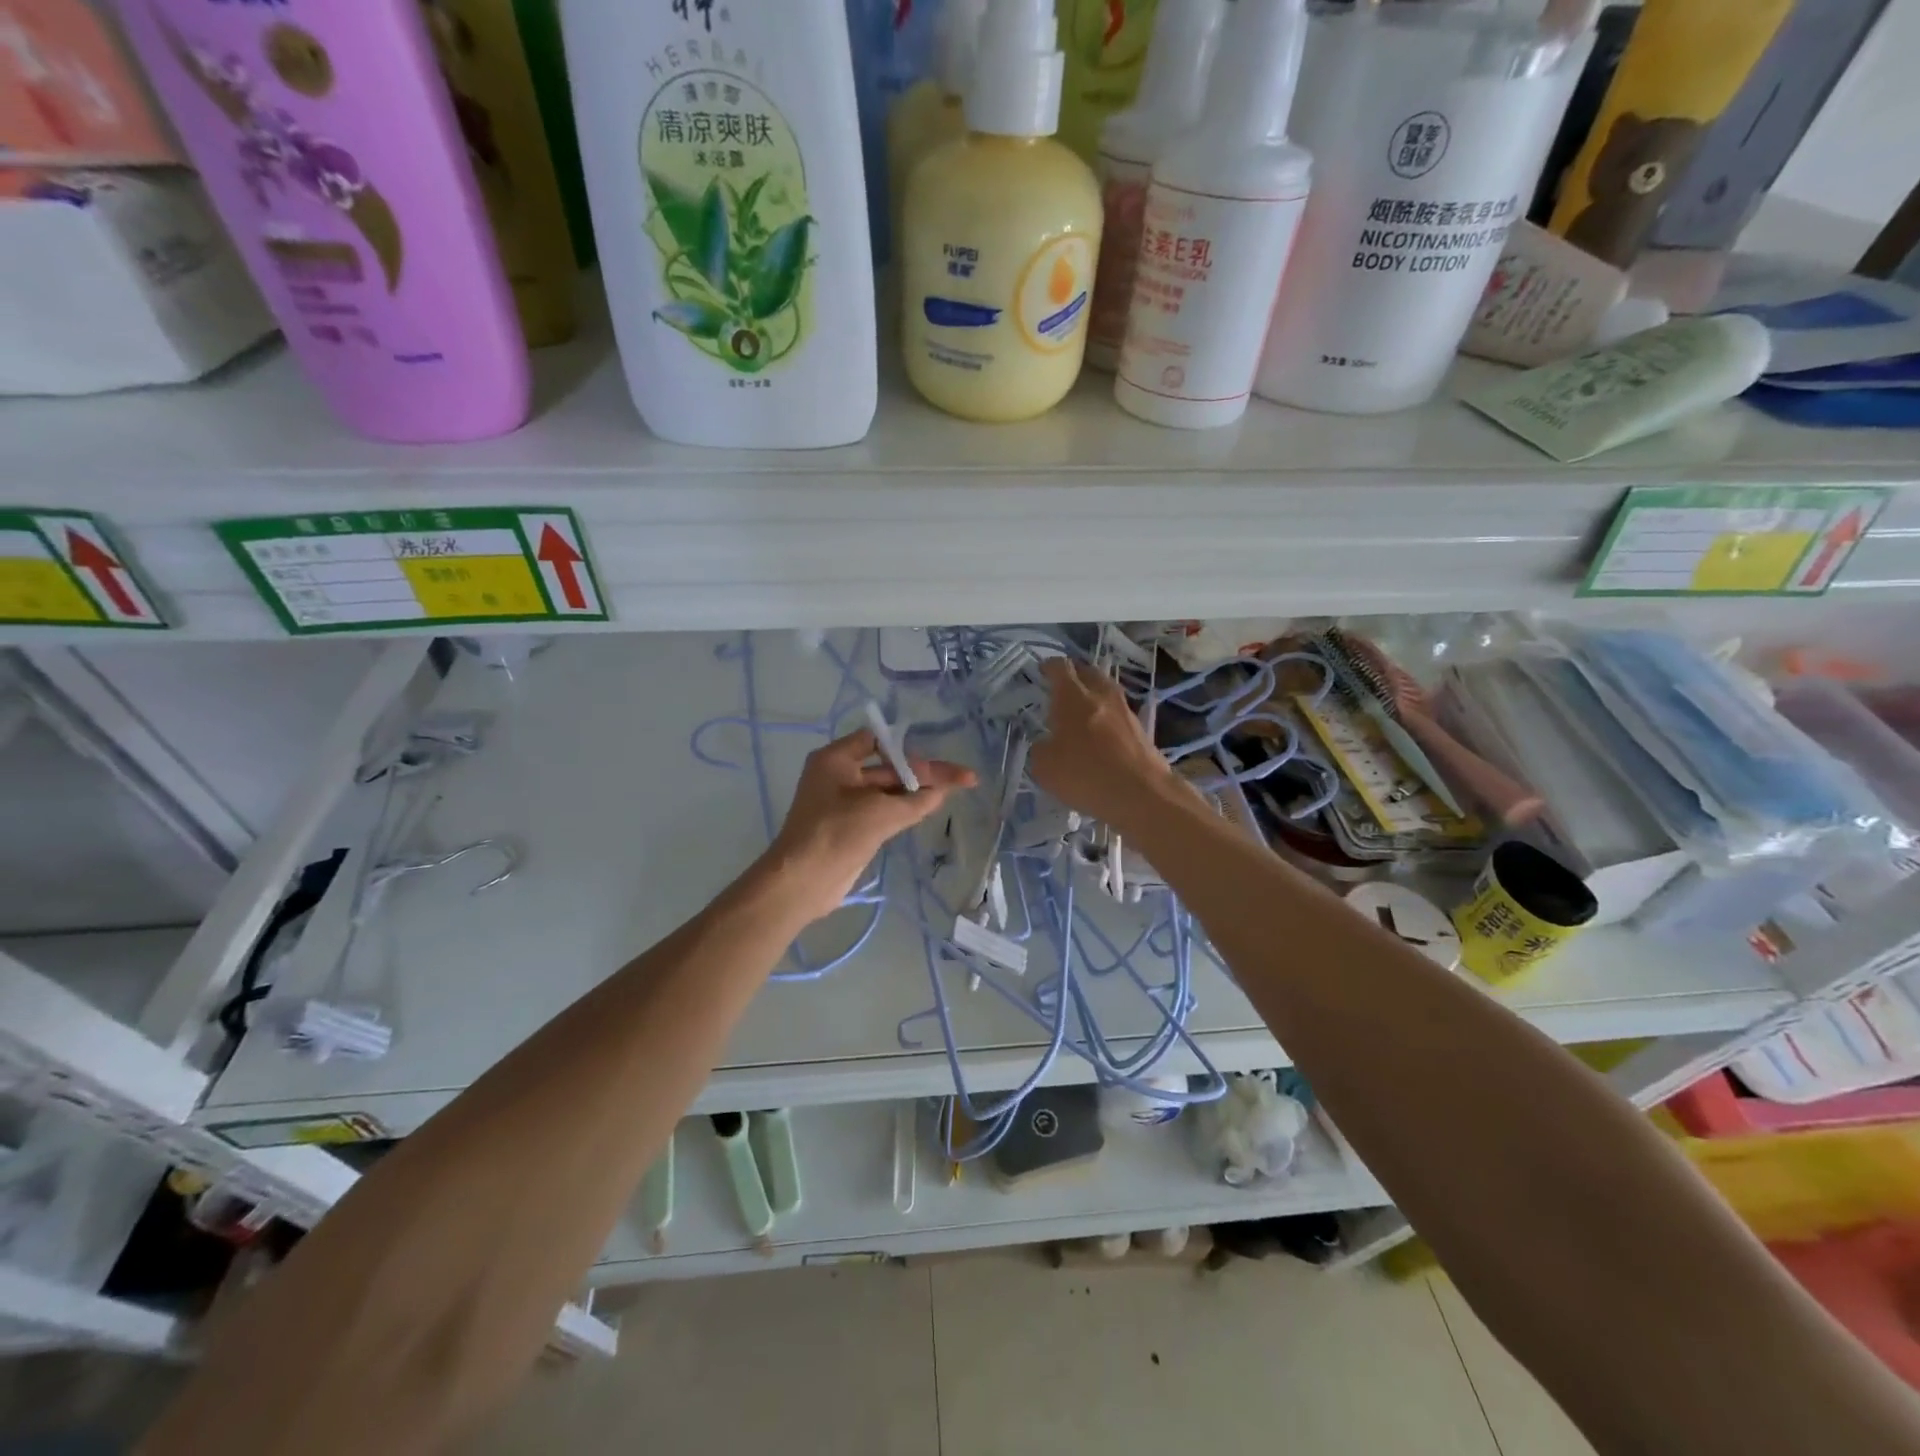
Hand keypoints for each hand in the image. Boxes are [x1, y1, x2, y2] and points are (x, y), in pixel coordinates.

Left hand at [766, 728, 976, 921]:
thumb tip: (941, 791)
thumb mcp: (881, 813)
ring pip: (888, 790)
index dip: (907, 749)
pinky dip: (905, 808)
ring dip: (917, 791)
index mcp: (836, 759)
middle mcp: (839, 775)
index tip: (933, 761)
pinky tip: (931, 808)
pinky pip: (882, 810)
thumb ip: (916, 800)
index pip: (877, 740)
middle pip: (889, 767)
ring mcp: (845, 802)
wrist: (803, 881)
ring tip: (956, 790)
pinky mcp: (851, 826)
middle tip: (963, 778)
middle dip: (923, 773)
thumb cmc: (837, 833)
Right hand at [1029, 659, 1173, 829]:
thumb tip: (1047, 744)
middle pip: (1088, 673)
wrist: (1141, 795)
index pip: (1060, 668)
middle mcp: (1101, 696)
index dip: (1049, 666)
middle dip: (1074, 675)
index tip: (1042, 670)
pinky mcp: (1140, 731)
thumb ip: (1041, 749)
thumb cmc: (1085, 775)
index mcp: (1073, 697)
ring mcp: (1125, 712)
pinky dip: (1107, 717)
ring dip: (1094, 695)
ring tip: (1081, 710)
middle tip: (1062, 686)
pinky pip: (1118, 714)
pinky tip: (1101, 734)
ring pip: (1107, 692)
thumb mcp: (1044, 767)